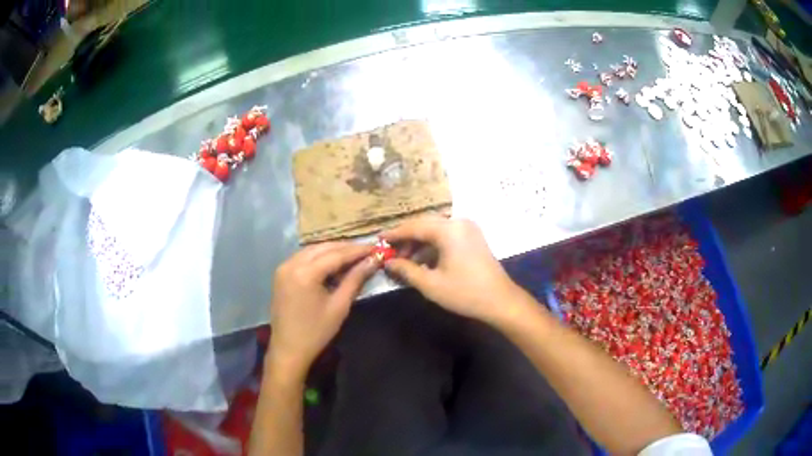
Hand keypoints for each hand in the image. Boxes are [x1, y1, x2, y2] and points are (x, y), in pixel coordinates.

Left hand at [268, 242, 376, 373]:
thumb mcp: (339, 306)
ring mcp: (283, 267)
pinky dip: (319, 257)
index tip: (376, 248)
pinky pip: (303, 257)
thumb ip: (355, 279)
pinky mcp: (281, 273)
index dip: (357, 251)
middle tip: (367, 251)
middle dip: (346, 248)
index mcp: (305, 273)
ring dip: (332, 250)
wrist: (289, 350)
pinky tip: (332, 263)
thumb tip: (373, 261)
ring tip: (353, 256)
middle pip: (323, 247)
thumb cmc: (316, 332)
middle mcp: (291, 264)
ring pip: (312, 250)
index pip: (336, 254)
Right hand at [382, 218, 526, 323]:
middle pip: (425, 224)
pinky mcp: (473, 237)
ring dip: (419, 241)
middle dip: (406, 237)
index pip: (414, 226)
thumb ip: (406, 270)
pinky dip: (433, 244)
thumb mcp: (430, 284)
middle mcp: (458, 222)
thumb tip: (388, 262)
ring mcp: (468, 228)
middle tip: (391, 251)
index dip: (395, 234)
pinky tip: (423, 259)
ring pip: (436, 228)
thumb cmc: (464, 293)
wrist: (500, 300)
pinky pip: (447, 234)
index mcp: (448, 230)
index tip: (379, 239)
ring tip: (405, 259)